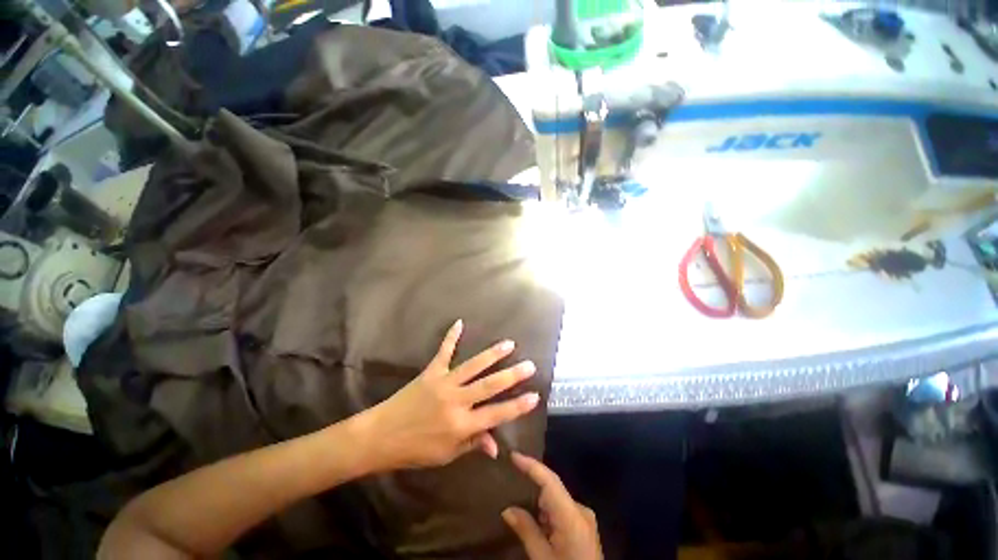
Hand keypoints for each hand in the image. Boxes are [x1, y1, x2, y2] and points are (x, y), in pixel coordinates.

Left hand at [360, 320, 539, 469]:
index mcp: (461, 424)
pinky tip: (459, 322)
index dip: (518, 406)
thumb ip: (473, 444)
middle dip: (512, 375)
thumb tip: (496, 445)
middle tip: (529, 365)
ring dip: (492, 354)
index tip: (535, 396)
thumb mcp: (447, 455)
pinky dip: (451, 337)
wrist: (381, 436)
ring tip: (509, 344)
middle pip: (489, 386)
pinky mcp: (431, 372)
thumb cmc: (416, 450)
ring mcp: (444, 383)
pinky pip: (443, 351)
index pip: (497, 414)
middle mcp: (456, 401)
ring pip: (473, 366)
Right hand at [502, 453, 602, 559]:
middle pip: (553, 487)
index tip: (513, 455)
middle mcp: (581, 509)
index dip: (531, 465)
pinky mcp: (585, 525)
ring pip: (557, 497)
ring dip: (540, 497)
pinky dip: (548, 509)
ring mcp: (585, 517)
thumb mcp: (542, 558)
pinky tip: (537, 516)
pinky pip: (563, 508)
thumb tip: (507, 509)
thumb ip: (527, 531)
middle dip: (533, 480)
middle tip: (512, 472)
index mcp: (572, 515)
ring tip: (519, 493)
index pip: (549, 480)